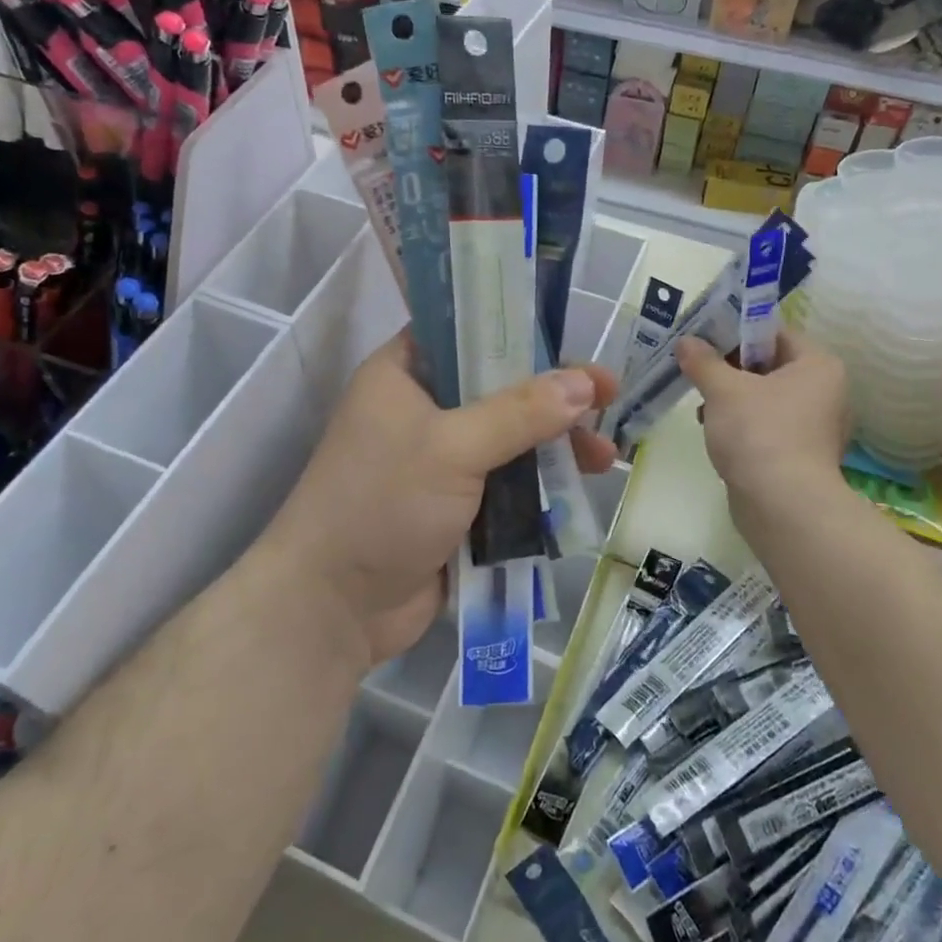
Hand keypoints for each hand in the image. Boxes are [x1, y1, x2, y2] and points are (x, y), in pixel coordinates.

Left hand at [262, 333, 618, 666]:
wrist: (333, 608)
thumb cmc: (382, 504)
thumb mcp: (452, 447)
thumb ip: (520, 413)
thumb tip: (585, 384)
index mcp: (404, 375)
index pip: (465, 333)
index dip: (518, 332)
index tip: (570, 341)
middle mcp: (423, 409)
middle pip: (499, 388)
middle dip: (553, 397)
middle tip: (607, 398)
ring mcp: (440, 461)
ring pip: (510, 439)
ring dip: (555, 445)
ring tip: (604, 457)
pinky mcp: (457, 506)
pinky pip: (508, 483)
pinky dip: (541, 485)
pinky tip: (580, 488)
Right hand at [675, 329, 849, 539]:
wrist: (783, 507)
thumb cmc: (759, 433)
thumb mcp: (724, 389)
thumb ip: (703, 361)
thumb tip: (686, 341)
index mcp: (818, 365)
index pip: (774, 333)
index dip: (735, 331)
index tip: (702, 339)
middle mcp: (825, 392)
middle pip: (768, 365)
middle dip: (728, 369)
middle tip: (696, 371)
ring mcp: (815, 427)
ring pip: (764, 398)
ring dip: (731, 399)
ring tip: (702, 408)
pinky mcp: (801, 456)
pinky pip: (766, 426)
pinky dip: (742, 425)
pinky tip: (715, 433)